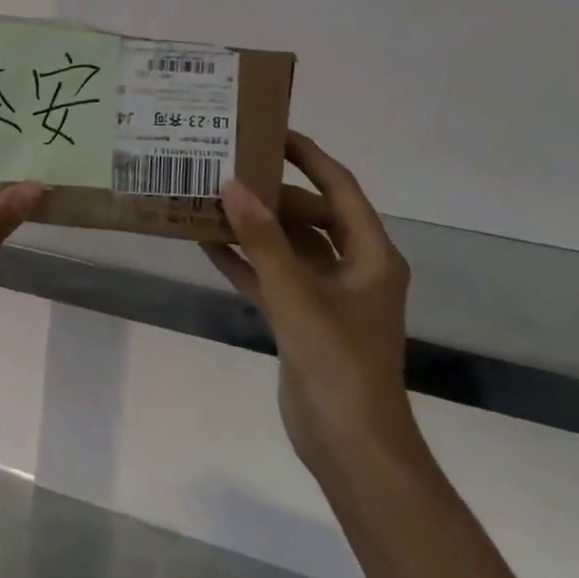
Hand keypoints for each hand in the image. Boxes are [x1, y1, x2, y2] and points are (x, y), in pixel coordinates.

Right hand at [203, 133, 414, 475]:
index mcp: (371, 255)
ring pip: (288, 247)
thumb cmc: (337, 363)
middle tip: (227, 169)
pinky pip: (272, 279)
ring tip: (211, 200)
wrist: (350, 446)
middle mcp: (353, 268)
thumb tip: (233, 185)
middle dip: (271, 194)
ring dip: (255, 228)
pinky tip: (207, 245)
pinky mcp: (303, 320)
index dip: (309, 156)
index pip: (340, 188)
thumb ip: (264, 241)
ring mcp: (327, 296)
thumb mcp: (297, 296)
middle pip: (310, 215)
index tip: (272, 131)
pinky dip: (246, 263)